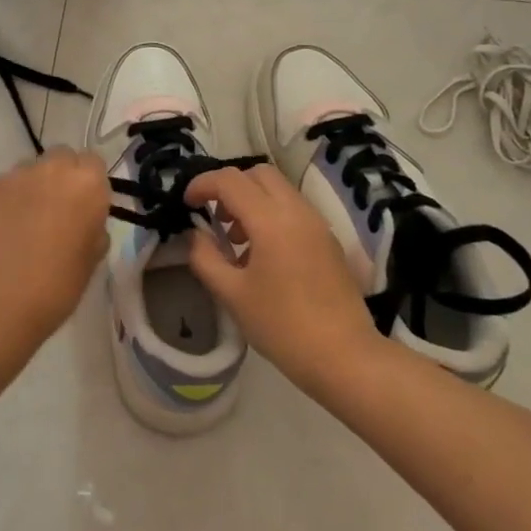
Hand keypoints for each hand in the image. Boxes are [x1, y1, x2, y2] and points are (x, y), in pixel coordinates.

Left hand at [0, 147, 110, 350]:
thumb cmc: (55, 289)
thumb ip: (92, 228)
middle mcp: (50, 168)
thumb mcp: (91, 260)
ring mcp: (11, 175)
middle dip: (59, 179)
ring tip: (19, 226)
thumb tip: (83, 222)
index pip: (93, 164)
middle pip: (60, 158)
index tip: (83, 209)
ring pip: (26, 172)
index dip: (88, 185)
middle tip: (53, 213)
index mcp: (86, 184)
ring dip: (28, 190)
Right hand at [184, 165, 379, 400]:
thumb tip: (194, 235)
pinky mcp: (328, 240)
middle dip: (230, 187)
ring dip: (251, 200)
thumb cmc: (282, 326)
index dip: (202, 185)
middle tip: (214, 217)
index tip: (186, 204)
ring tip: (236, 240)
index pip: (230, 180)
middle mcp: (296, 211)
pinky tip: (261, 254)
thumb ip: (205, 258)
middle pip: (258, 174)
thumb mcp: (232, 294)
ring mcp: (317, 223)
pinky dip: (271, 214)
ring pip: (278, 190)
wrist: (344, 356)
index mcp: (270, 220)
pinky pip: (293, 209)